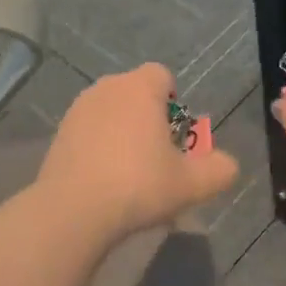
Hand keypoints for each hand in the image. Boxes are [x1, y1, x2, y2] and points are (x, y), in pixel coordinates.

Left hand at [38, 63, 239, 241]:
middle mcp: (106, 89)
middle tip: (157, 156)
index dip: (173, 101)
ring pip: (110, 112)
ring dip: (122, 133)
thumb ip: (219, 169)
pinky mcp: (58, 134)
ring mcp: (77, 110)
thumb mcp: (192, 184)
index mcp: (139, 88)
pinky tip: (103, 181)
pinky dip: (98, 147)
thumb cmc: (139, 185)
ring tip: (129, 172)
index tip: (174, 134)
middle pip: (134, 93)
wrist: (74, 210)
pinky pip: (88, 132)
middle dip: (148, 118)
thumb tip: (227, 164)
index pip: (161, 75)